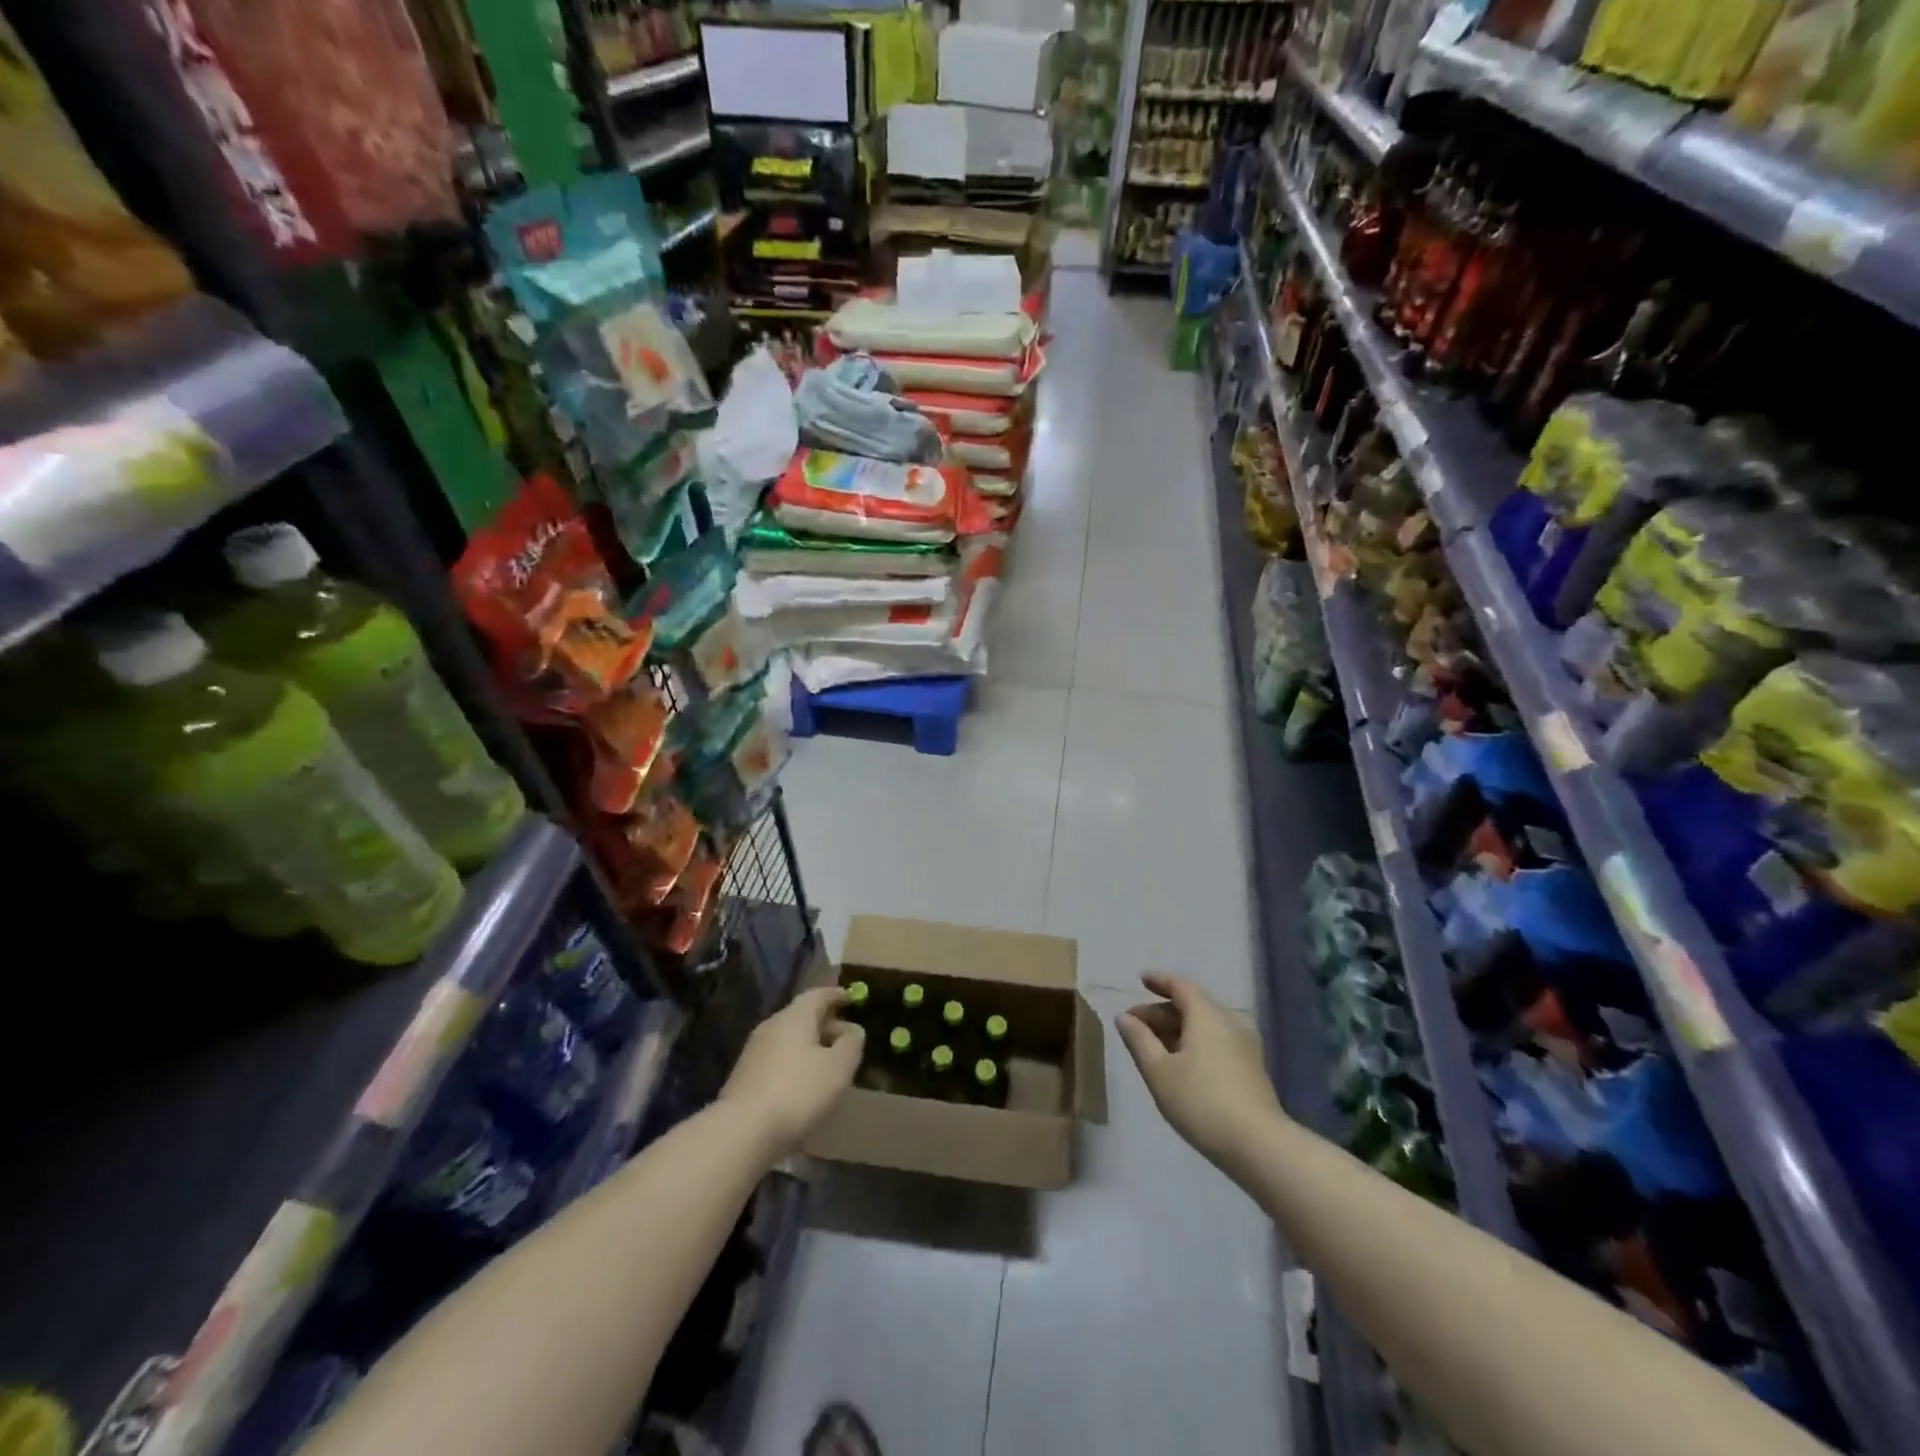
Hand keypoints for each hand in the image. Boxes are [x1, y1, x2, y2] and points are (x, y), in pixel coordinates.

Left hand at [721, 987, 864, 1156]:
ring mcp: (754, 1050)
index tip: (851, 998)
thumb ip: (851, 1044)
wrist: (742, 1131)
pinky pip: (777, 1058)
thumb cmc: (798, 1091)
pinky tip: (803, 1083)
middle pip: (802, 1015)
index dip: (836, 995)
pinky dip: (795, 1062)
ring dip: (810, 1045)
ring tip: (828, 1063)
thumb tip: (853, 1031)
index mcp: (795, 1016)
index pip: (818, 995)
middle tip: (845, 1037)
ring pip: (789, 1038)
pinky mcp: (744, 1075)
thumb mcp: (838, 1067)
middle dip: (825, 1023)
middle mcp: (772, 1025)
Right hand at [1117, 974, 1283, 1166]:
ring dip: (1179, 1028)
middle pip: (1193, 1004)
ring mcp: (1246, 1044)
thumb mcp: (1158, 1071)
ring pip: (1206, 1024)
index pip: (1181, 985)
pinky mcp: (1253, 1067)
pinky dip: (1196, 1041)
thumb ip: (1139, 1040)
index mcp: (1207, 1014)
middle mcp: (1230, 1020)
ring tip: (1155, 1045)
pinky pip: (1218, 1040)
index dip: (1159, 981)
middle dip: (1162, 1010)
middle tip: (1136, 1025)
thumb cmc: (1200, 1101)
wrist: (1258, 1146)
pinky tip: (1182, 1062)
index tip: (1141, 981)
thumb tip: (1125, 1017)